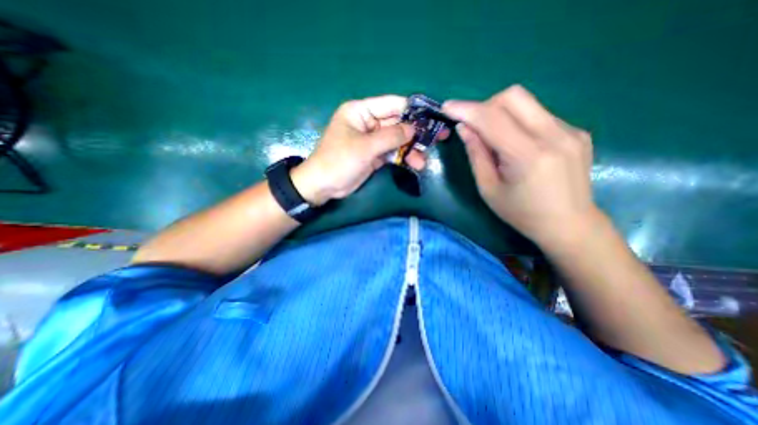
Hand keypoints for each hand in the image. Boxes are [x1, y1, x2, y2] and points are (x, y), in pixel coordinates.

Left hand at [291, 95, 430, 205]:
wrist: (324, 186)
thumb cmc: (339, 161)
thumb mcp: (365, 147)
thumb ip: (391, 136)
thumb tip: (414, 128)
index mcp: (361, 111)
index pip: (391, 104)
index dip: (412, 110)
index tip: (433, 116)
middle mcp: (368, 123)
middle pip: (397, 123)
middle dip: (416, 133)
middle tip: (438, 138)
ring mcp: (372, 140)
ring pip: (397, 140)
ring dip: (411, 149)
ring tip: (423, 161)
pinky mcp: (374, 155)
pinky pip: (392, 153)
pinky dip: (403, 157)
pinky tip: (415, 164)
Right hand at [442, 85, 601, 248]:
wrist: (569, 224)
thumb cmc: (521, 213)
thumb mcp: (489, 188)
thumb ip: (476, 154)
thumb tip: (464, 128)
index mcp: (529, 156)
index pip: (493, 118)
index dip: (466, 109)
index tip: (447, 107)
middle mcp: (555, 135)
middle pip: (514, 96)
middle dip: (485, 106)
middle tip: (474, 126)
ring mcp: (571, 130)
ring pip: (527, 102)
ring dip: (502, 113)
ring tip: (495, 139)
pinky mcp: (577, 131)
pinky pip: (538, 115)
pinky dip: (518, 122)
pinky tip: (517, 144)